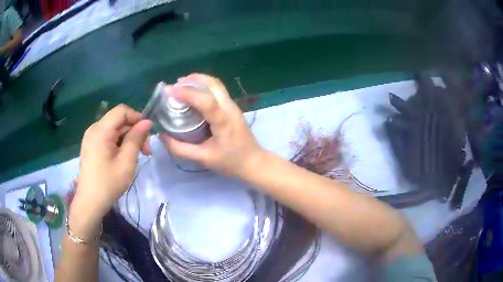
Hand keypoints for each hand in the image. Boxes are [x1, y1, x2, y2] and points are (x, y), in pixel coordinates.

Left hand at [71, 105, 151, 237]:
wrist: (90, 201)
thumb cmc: (109, 183)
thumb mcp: (127, 161)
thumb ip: (136, 138)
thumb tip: (147, 122)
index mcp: (101, 130)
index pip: (122, 110)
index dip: (137, 118)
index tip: (147, 134)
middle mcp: (94, 128)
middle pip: (118, 120)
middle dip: (134, 132)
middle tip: (146, 151)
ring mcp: (91, 137)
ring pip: (114, 129)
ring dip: (127, 138)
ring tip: (136, 156)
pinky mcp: (90, 145)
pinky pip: (107, 136)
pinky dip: (118, 143)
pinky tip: (123, 157)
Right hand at [160, 73, 263, 176]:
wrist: (254, 162)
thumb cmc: (230, 162)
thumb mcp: (203, 158)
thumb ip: (181, 148)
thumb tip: (162, 135)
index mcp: (223, 121)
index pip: (206, 101)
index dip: (187, 93)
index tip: (170, 90)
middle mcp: (230, 108)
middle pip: (213, 84)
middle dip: (193, 79)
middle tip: (176, 84)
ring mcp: (233, 106)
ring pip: (216, 85)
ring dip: (199, 80)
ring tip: (182, 84)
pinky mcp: (232, 108)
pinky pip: (218, 91)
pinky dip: (204, 86)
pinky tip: (194, 93)